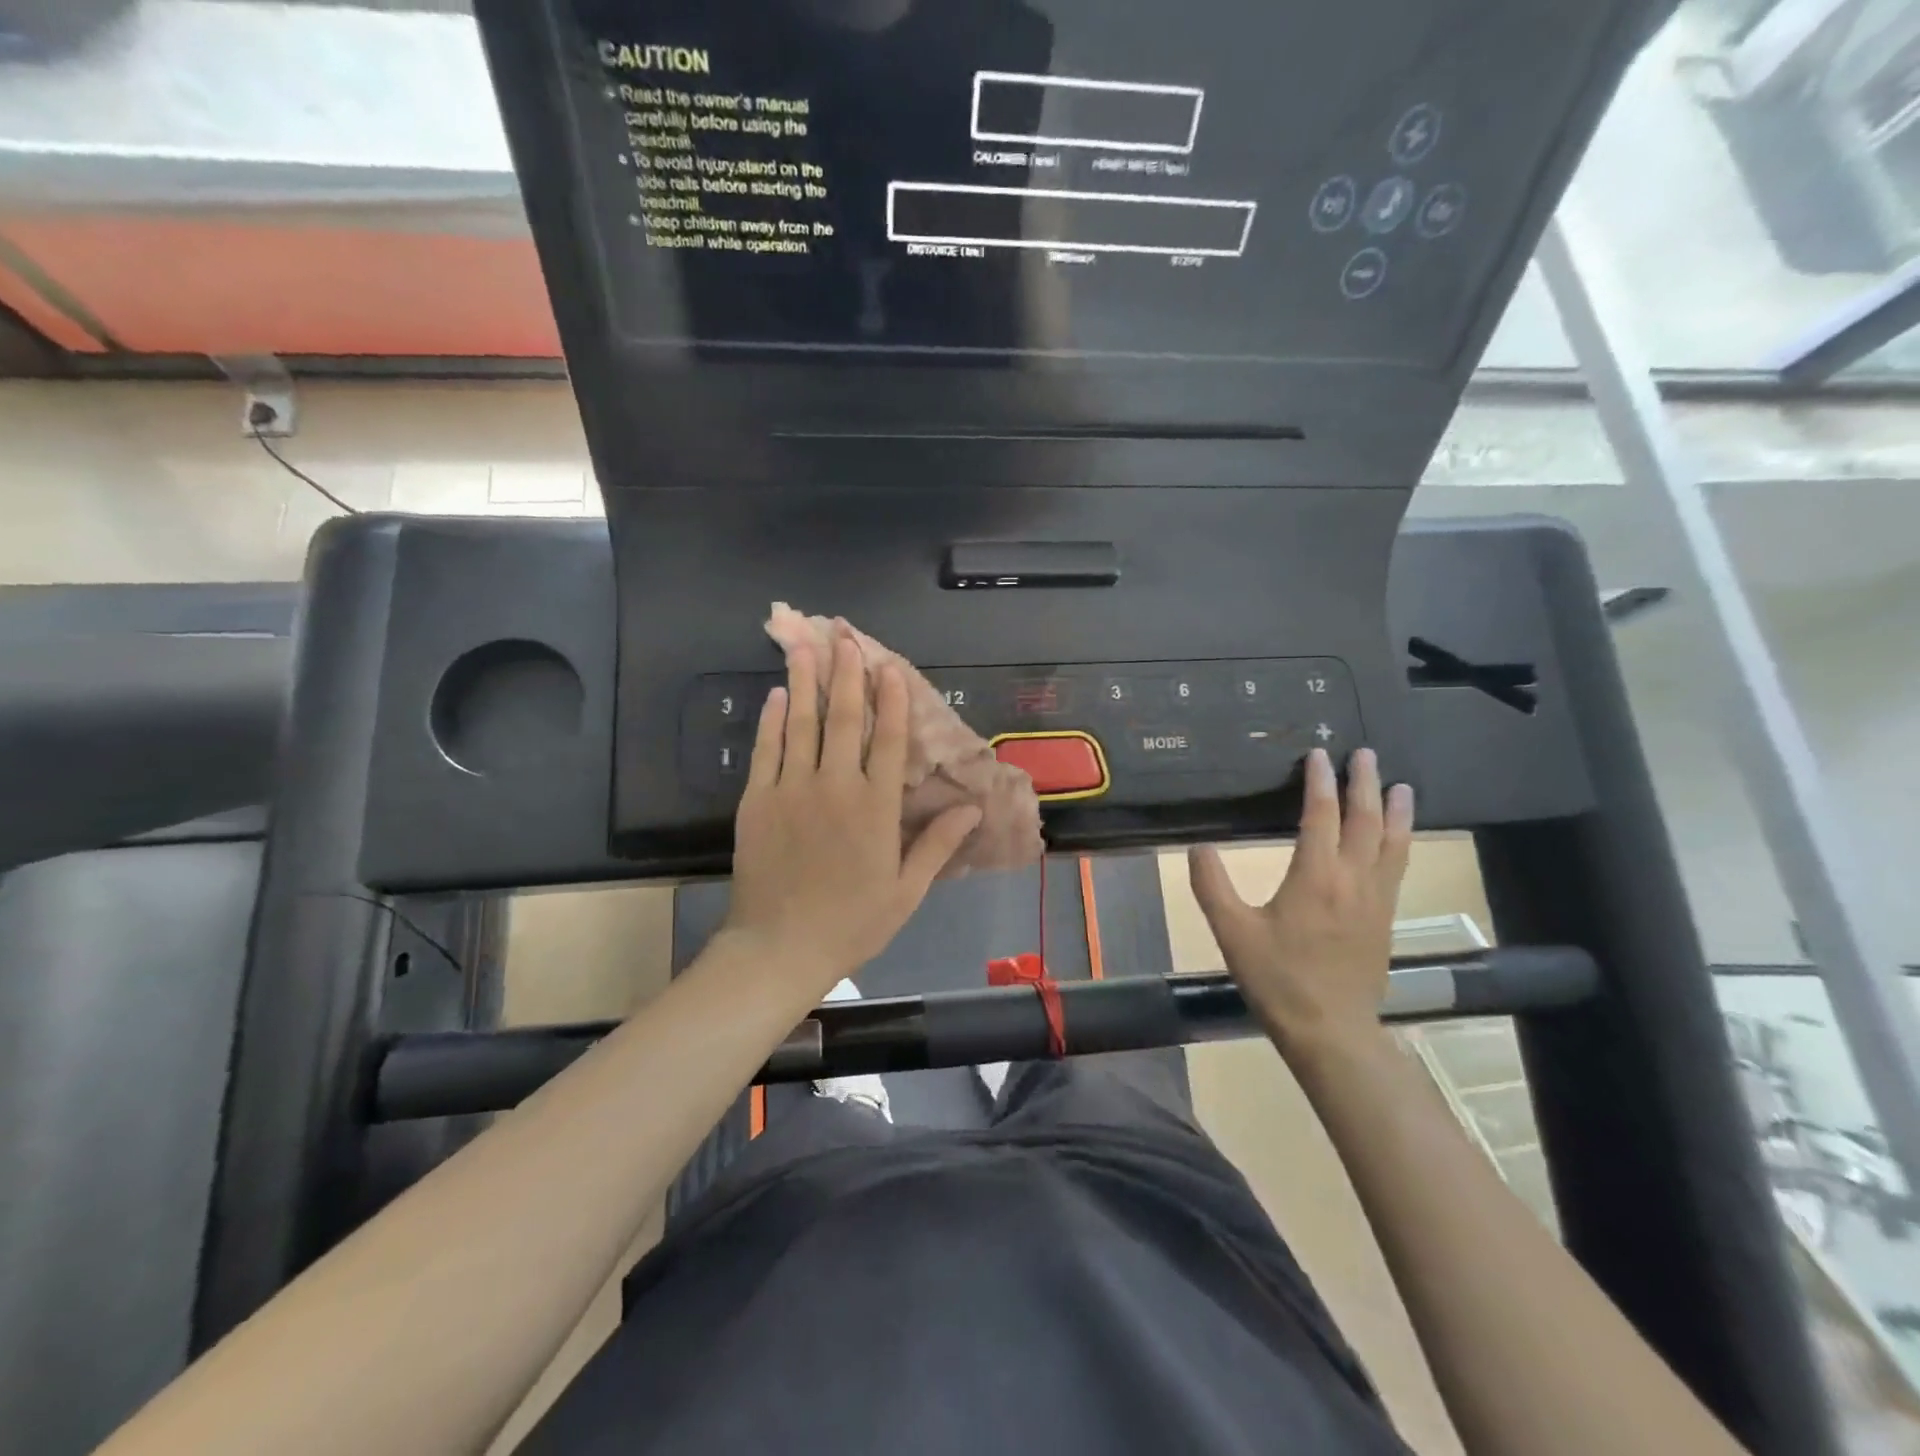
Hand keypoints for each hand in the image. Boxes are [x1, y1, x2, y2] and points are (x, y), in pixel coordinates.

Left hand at [723, 631, 982, 996]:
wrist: (778, 948)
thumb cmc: (851, 923)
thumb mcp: (905, 891)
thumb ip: (937, 844)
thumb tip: (973, 807)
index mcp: (874, 808)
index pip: (887, 741)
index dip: (892, 700)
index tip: (890, 667)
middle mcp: (834, 787)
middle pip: (844, 720)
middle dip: (847, 675)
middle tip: (845, 637)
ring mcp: (790, 790)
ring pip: (801, 725)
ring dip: (805, 682)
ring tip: (806, 645)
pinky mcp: (757, 801)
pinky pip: (766, 750)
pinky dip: (772, 721)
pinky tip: (775, 696)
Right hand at [1188, 747, 1413, 1058]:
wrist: (1331, 1030)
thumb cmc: (1277, 979)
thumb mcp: (1232, 932)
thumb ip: (1211, 886)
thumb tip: (1197, 846)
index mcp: (1316, 876)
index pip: (1321, 815)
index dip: (1319, 782)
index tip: (1317, 754)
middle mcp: (1353, 880)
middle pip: (1365, 821)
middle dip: (1363, 783)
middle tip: (1364, 753)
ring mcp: (1376, 900)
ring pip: (1392, 843)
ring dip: (1394, 810)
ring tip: (1399, 785)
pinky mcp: (1386, 919)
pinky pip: (1398, 867)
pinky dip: (1401, 841)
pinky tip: (1399, 837)